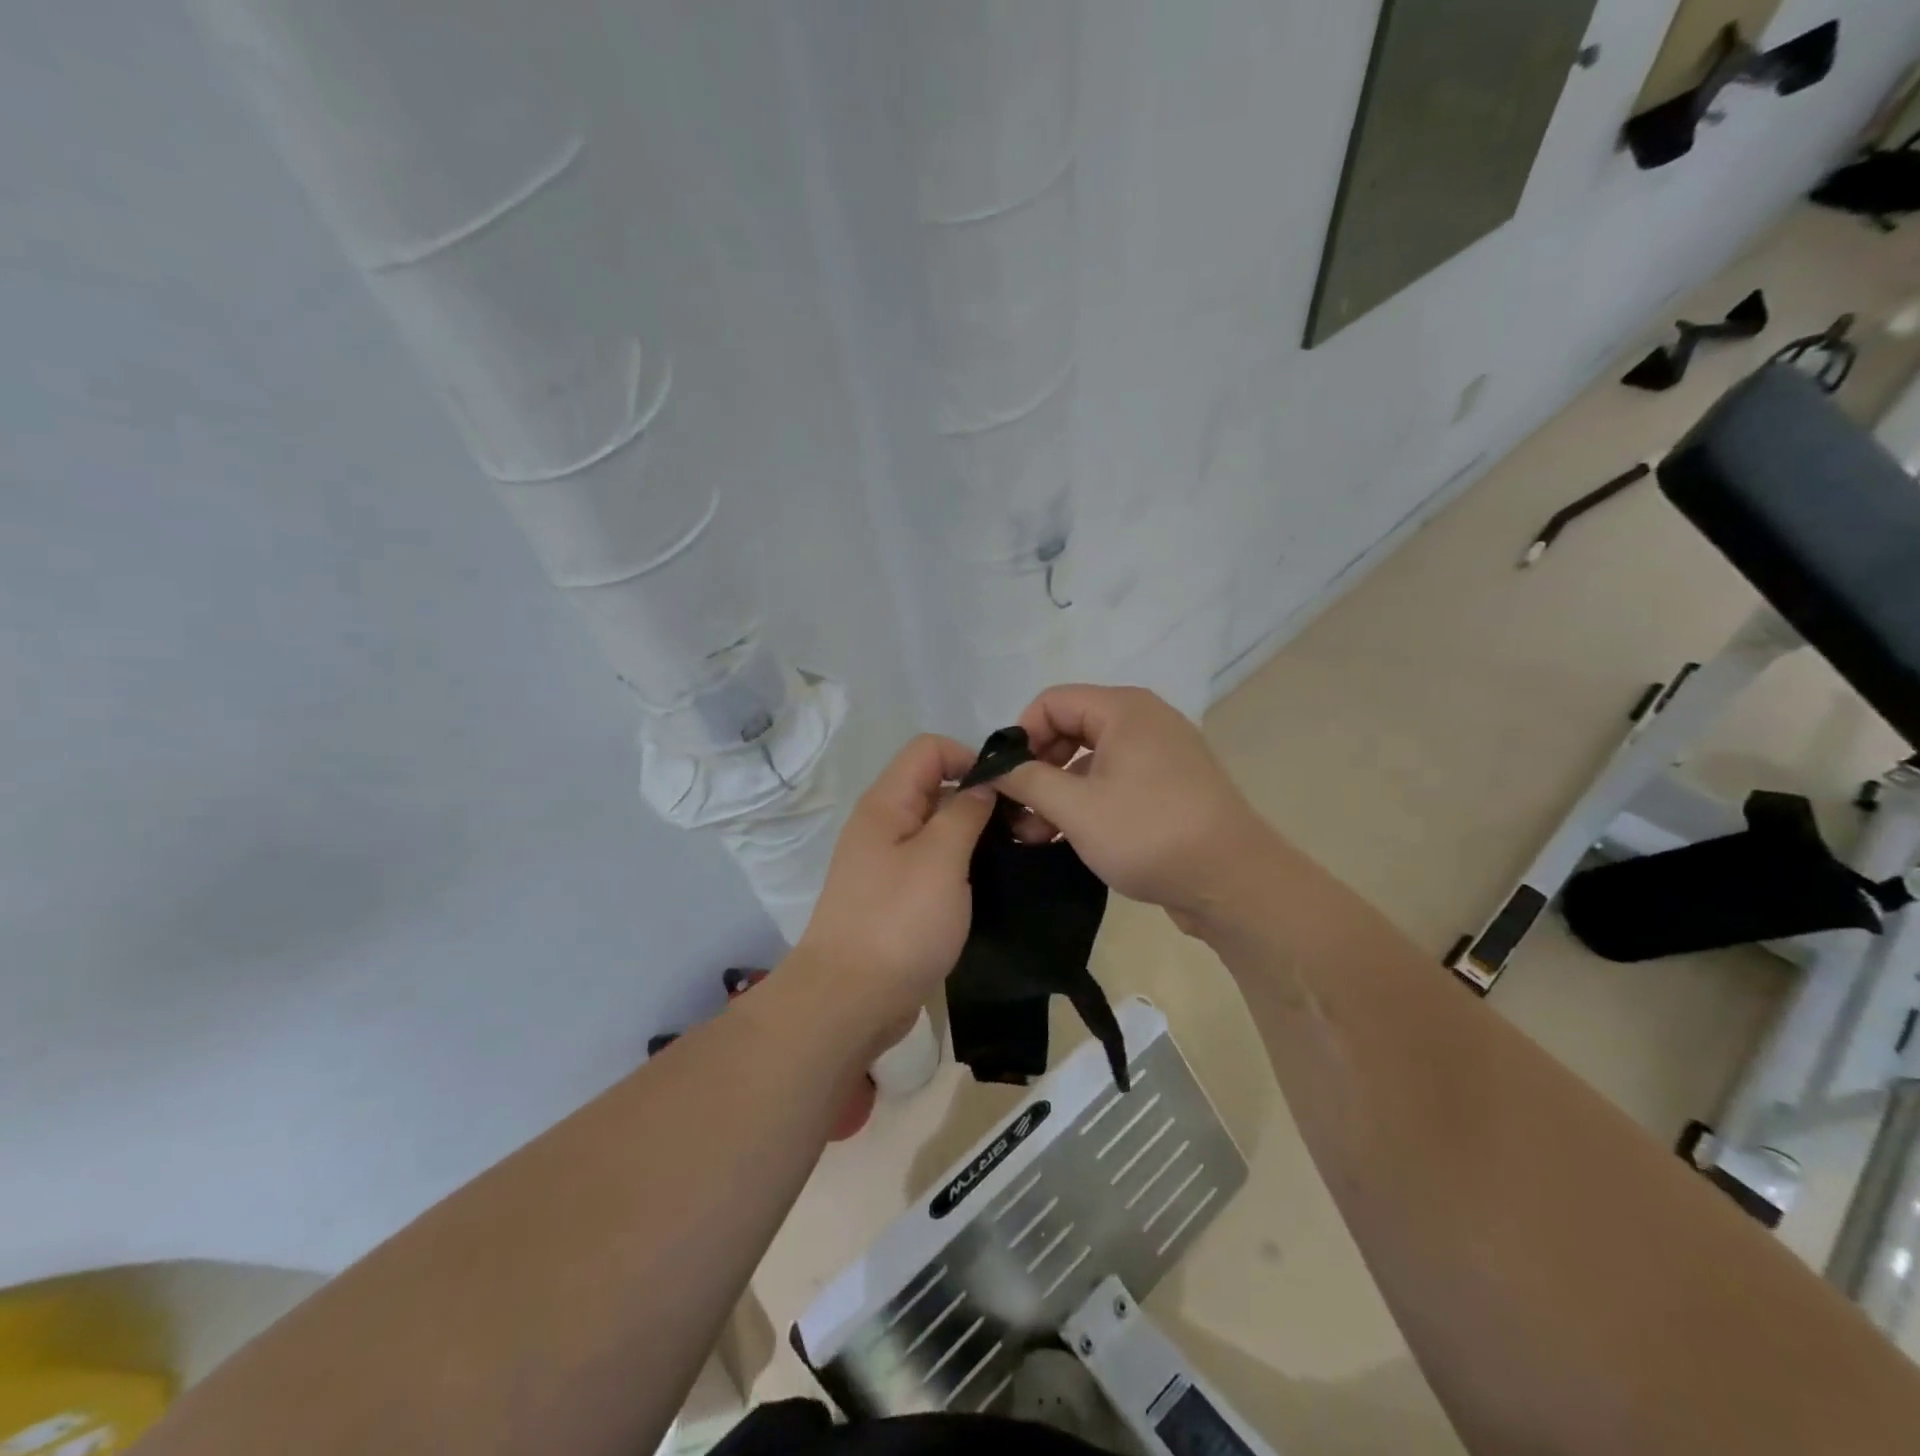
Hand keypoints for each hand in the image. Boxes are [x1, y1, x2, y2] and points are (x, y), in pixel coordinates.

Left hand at [794, 735, 995, 1040]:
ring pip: (937, 828)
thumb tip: (983, 784)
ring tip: (1012, 857)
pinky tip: (987, 886)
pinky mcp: (896, 897)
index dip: (970, 758)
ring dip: (973, 836)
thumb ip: (965, 812)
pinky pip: (933, 864)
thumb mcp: (941, 858)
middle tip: (1021, 829)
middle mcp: (883, 825)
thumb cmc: (899, 922)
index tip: (1006, 792)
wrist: (850, 1001)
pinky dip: (960, 867)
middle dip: (978, 798)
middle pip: (935, 786)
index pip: (929, 749)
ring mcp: (887, 863)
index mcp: (886, 803)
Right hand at [998, 685, 1276, 927]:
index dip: (1021, 736)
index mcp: (1124, 709)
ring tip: (1035, 834)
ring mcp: (1160, 754)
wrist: (1233, 881)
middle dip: (1038, 769)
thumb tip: (993, 767)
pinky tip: (1065, 838)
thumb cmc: (1149, 833)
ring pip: (1091, 760)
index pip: (1051, 702)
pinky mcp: (1168, 787)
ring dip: (1058, 792)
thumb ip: (1027, 781)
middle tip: (1017, 811)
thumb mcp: (1076, 808)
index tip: (1006, 779)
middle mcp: (1144, 721)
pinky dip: (1086, 802)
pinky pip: (1114, 781)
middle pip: (1070, 728)